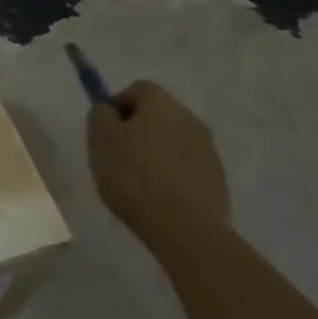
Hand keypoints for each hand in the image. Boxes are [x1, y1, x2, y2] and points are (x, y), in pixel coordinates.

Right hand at [87, 80, 230, 251]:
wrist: (186, 230)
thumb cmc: (135, 178)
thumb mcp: (100, 141)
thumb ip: (100, 116)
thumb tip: (108, 109)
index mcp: (162, 104)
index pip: (138, 88)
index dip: (118, 105)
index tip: (106, 132)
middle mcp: (190, 118)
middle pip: (157, 114)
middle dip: (136, 130)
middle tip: (118, 157)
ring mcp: (208, 149)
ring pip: (172, 140)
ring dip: (155, 152)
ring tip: (138, 183)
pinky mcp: (217, 178)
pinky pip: (186, 165)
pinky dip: (171, 174)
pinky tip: (159, 198)